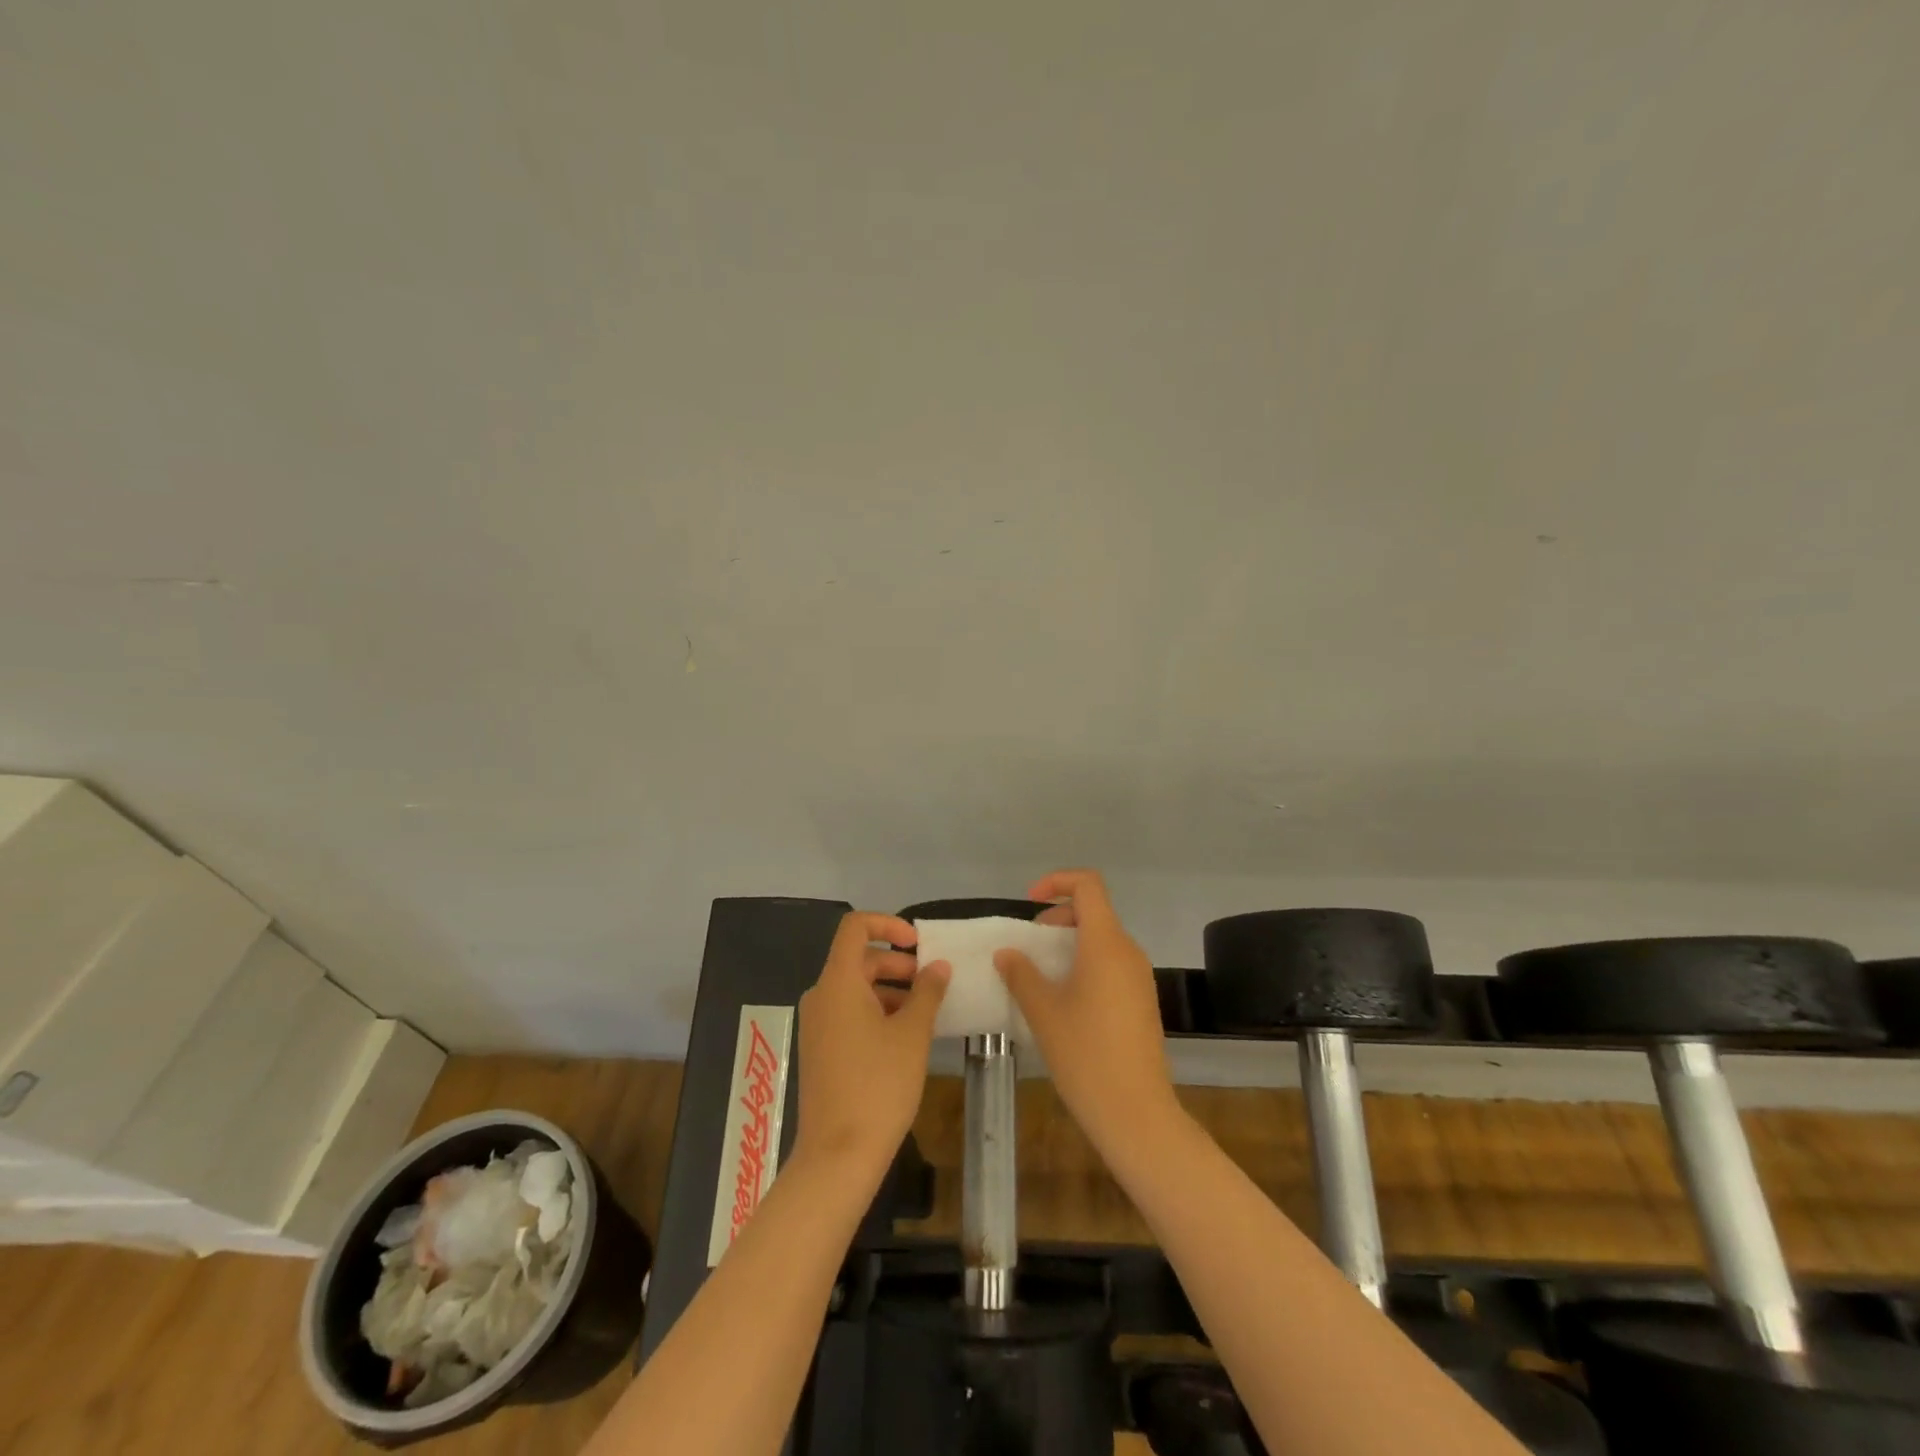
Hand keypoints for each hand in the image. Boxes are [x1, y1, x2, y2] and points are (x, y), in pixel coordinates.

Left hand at [793, 911, 949, 1181]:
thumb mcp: (913, 1034)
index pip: (855, 928)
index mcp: (838, 983)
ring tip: (923, 1012)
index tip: (919, 943)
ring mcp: (816, 1024)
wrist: (838, 1156)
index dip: (888, 924)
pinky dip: (875, 1011)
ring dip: (889, 989)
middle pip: (858, 959)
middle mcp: (820, 996)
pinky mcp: (818, 1049)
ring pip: (854, 988)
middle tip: (930, 982)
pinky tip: (903, 1036)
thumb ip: (927, 992)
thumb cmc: (879, 1086)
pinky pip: (847, 1012)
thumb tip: (938, 966)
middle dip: (896, 963)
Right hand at [995, 869, 1180, 1155]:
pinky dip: (1085, 963)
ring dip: (1070, 943)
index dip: (1057, 882)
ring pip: (1103, 939)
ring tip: (1041, 974)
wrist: (1136, 1111)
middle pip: (1095, 911)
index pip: (1088, 885)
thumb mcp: (1043, 1012)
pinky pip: (1112, 963)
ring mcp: (1139, 977)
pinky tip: (1065, 998)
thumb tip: (1007, 953)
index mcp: (1106, 943)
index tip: (1030, 903)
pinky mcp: (1142, 999)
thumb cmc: (1085, 1054)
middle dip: (1058, 917)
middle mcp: (1128, 951)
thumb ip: (1022, 974)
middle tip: (1029, 944)